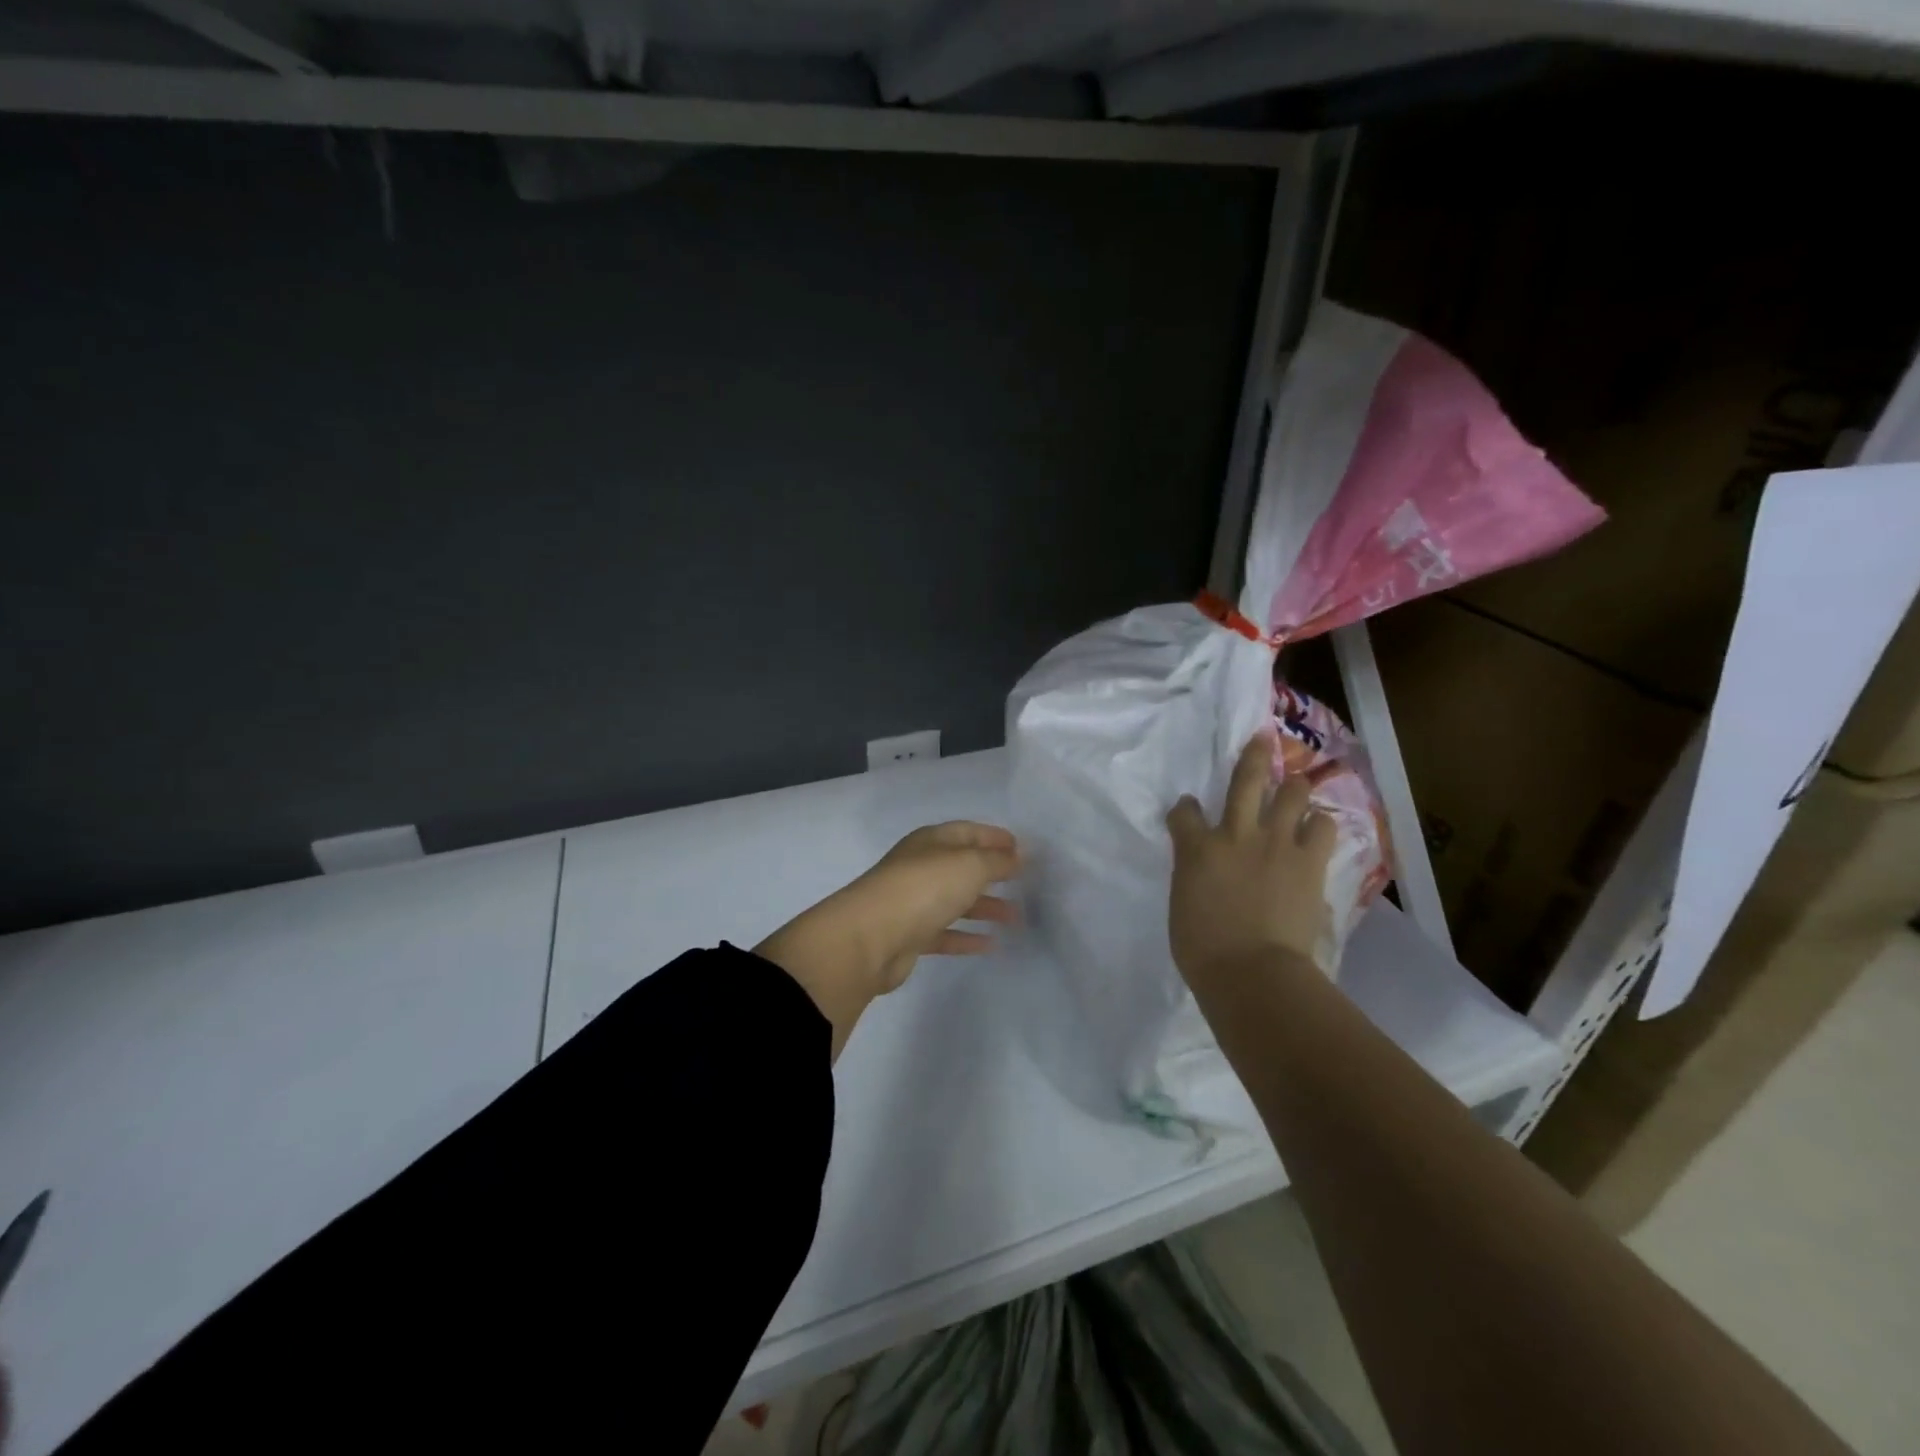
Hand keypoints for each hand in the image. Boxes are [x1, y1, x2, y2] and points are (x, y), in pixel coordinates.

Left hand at [756, 823, 1019, 1055]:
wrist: (870, 938)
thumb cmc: (924, 888)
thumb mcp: (969, 865)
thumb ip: (997, 861)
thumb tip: (1016, 857)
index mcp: (931, 841)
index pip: (968, 831)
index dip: (995, 838)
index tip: (1023, 849)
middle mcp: (920, 867)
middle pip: (962, 866)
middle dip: (993, 873)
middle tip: (1025, 884)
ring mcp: (913, 902)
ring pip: (955, 900)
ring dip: (985, 907)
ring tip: (1016, 918)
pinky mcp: (909, 936)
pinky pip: (945, 932)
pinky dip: (967, 936)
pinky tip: (990, 944)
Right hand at [1166, 732, 1335, 983]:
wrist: (1253, 972)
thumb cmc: (1203, 949)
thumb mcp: (1182, 904)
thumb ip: (1193, 876)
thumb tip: (1206, 872)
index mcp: (1196, 848)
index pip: (1184, 811)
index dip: (1186, 808)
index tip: (1189, 811)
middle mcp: (1235, 833)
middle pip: (1246, 779)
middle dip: (1254, 756)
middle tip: (1262, 739)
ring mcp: (1276, 843)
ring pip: (1292, 793)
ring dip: (1294, 789)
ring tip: (1296, 790)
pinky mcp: (1309, 862)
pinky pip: (1323, 827)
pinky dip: (1319, 825)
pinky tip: (1317, 829)